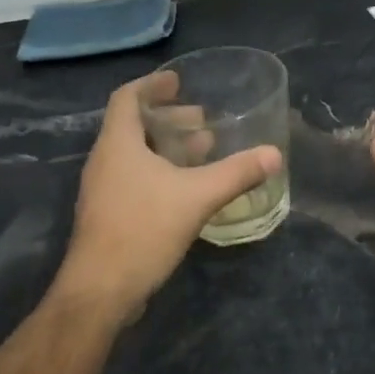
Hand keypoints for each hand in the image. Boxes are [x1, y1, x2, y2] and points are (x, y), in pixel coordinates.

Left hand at [55, 73, 282, 322]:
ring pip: (136, 154)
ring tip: (203, 150)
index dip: (152, 85)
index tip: (179, 82)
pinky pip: (135, 178)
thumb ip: (236, 173)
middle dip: (169, 118)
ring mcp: (104, 190)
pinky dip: (161, 171)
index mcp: (118, 144)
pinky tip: (188, 188)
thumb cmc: (143, 230)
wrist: (100, 291)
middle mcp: (105, 161)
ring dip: (167, 146)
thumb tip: (274, 154)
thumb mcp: (197, 197)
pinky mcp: (109, 215)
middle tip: (202, 120)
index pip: (127, 98)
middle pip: (134, 125)